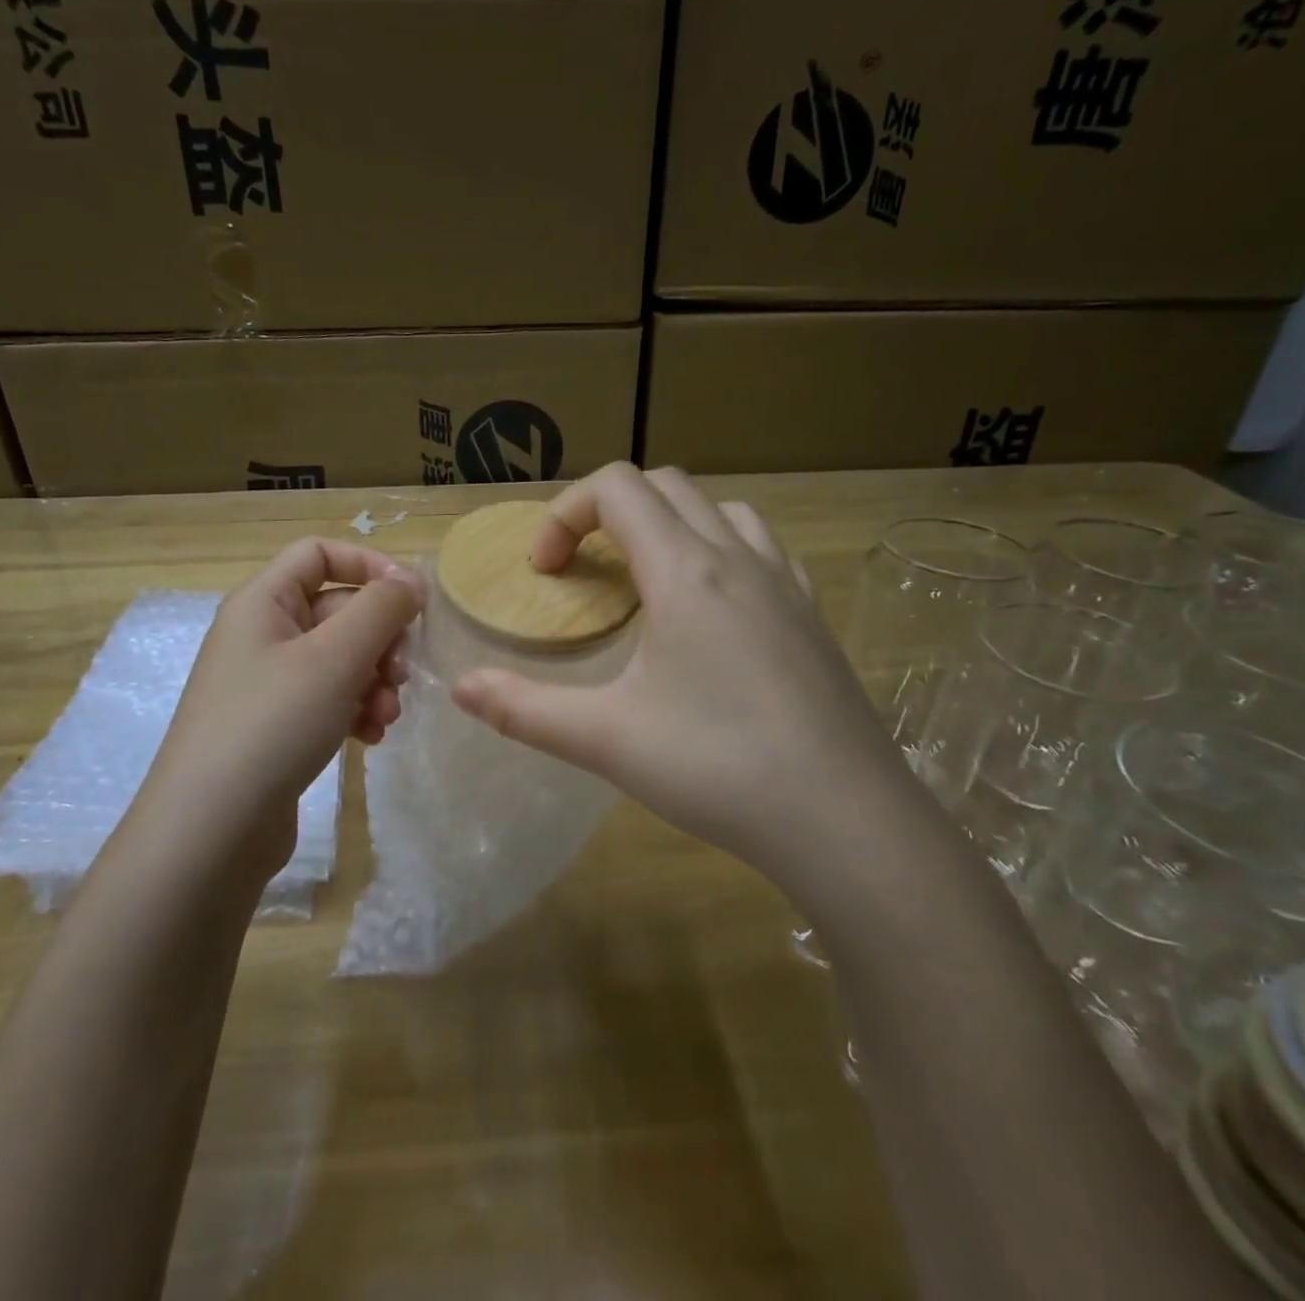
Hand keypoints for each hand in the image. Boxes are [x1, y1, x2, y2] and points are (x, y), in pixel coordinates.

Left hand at [140, 539, 425, 880]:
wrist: (210, 830)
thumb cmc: (272, 724)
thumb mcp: (335, 657)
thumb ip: (381, 609)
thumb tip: (410, 579)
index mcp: (263, 602)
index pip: (319, 554)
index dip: (368, 566)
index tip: (411, 600)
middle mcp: (262, 635)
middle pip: (337, 610)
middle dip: (379, 639)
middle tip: (402, 675)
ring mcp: (267, 684)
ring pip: (339, 660)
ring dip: (374, 681)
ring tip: (387, 716)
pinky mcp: (276, 726)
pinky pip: (328, 699)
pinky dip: (355, 710)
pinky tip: (371, 739)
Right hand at [452, 463, 916, 884]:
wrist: (844, 819)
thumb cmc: (717, 767)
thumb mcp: (605, 740)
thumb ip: (524, 710)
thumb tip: (460, 689)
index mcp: (684, 571)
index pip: (616, 487)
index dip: (564, 514)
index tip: (546, 573)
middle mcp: (738, 558)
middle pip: (666, 486)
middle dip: (610, 511)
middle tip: (585, 572)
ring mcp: (785, 583)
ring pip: (722, 509)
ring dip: (672, 524)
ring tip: (647, 581)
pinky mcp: (813, 616)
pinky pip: (763, 548)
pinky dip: (722, 550)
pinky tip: (714, 609)